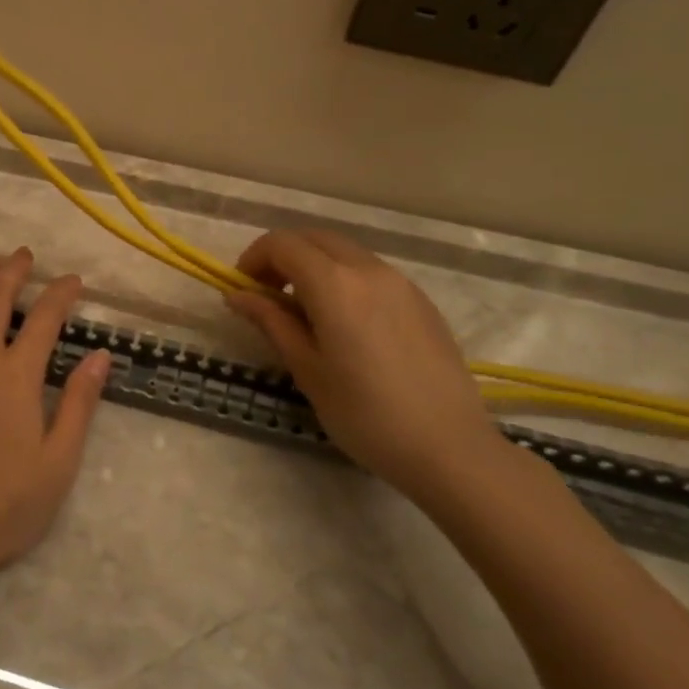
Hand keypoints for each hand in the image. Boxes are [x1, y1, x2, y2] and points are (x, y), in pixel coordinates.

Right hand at [224, 229, 504, 500]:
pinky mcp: (421, 301)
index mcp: (334, 284)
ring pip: (344, 252)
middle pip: (313, 238)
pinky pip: (371, 272)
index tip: (243, 290)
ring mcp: (400, 283)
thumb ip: (271, 322)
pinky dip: (344, 279)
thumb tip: (237, 295)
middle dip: (282, 256)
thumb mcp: (307, 369)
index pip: (282, 243)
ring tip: (305, 312)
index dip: (254, 258)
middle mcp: (368, 269)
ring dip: (314, 266)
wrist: (451, 449)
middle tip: (268, 296)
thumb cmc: (366, 414)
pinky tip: (346, 324)